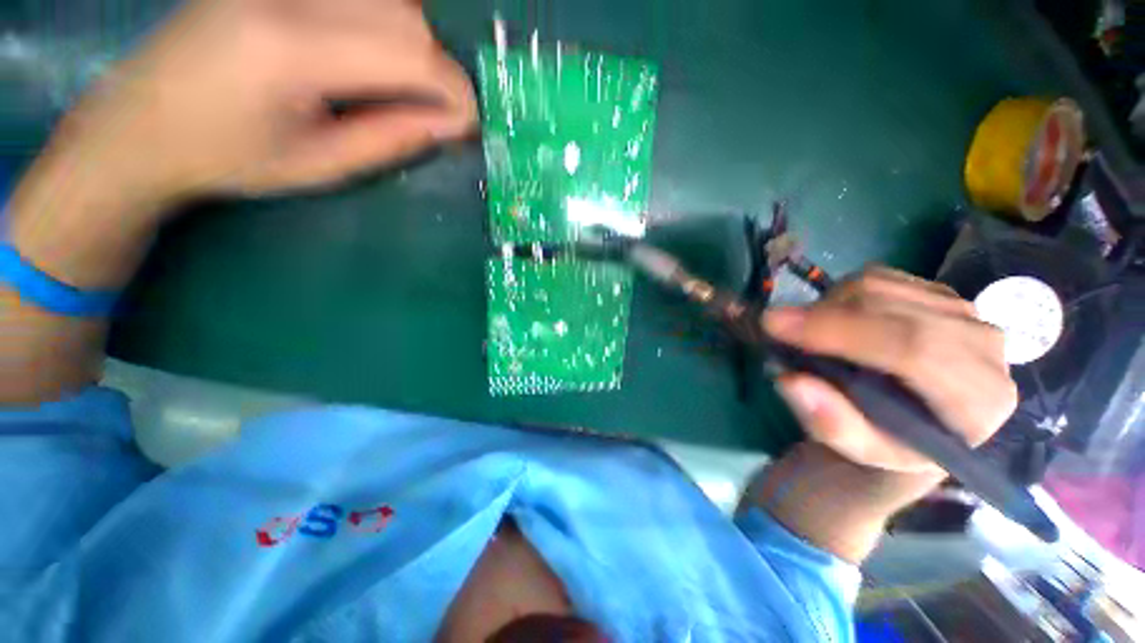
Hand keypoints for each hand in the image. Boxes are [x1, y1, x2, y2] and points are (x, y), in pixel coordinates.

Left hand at [46, 0, 476, 211]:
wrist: (142, 122)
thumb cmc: (229, 157)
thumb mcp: (320, 165)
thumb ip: (391, 139)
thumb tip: (452, 125)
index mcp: (292, 51)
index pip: (410, 53)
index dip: (455, 92)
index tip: (469, 126)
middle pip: (406, 16)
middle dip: (438, 71)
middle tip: (435, 113)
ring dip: (415, 45)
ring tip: (404, 88)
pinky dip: (386, 23)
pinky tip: (372, 55)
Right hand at [763, 266, 1017, 475]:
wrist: (927, 420)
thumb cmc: (894, 441)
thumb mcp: (862, 450)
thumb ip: (832, 423)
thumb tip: (790, 379)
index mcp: (978, 400)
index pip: (911, 348)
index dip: (838, 331)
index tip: (773, 325)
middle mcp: (983, 346)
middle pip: (891, 308)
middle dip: (821, 314)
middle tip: (775, 327)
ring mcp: (964, 310)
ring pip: (879, 286)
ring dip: (828, 306)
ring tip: (810, 334)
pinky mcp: (940, 291)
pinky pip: (878, 277)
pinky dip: (841, 295)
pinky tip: (836, 320)